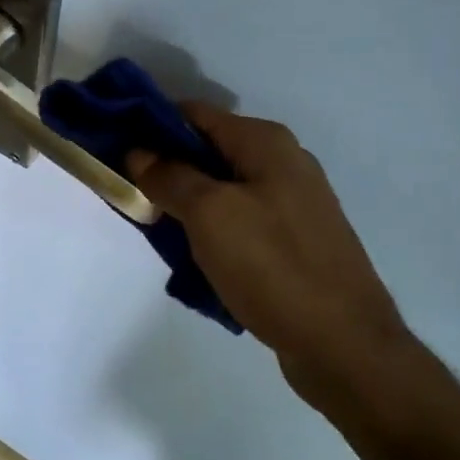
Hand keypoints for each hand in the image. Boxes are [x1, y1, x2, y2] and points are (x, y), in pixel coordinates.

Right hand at [127, 104, 409, 413]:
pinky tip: (193, 257)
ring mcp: (293, 203)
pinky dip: (212, 231)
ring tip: (155, 228)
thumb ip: (170, 177)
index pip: (195, 114)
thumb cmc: (273, 267)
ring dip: (187, 204)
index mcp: (266, 143)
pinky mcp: (295, 240)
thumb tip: (139, 151)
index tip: (115, 147)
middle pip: (209, 151)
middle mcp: (284, 163)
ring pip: (223, 189)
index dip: (153, 125)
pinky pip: (241, 221)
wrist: (344, 345)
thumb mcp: (210, 214)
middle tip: (130, 194)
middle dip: (167, 168)